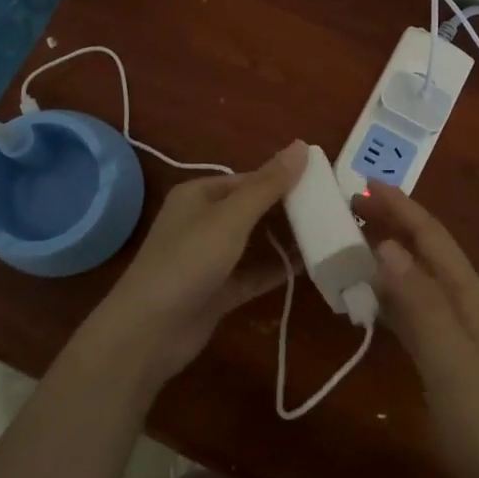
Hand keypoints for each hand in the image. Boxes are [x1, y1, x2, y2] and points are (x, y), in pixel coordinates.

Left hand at [88, 141, 307, 388]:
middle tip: (330, 209)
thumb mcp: (231, 217)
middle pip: (252, 209)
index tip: (321, 183)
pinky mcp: (217, 291)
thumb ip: (268, 184)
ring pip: (254, 242)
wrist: (147, 333)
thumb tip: (302, 144)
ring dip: (284, 240)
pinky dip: (276, 269)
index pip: (248, 179)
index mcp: (199, 194)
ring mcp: (209, 259)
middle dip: (287, 209)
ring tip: (326, 234)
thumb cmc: (188, 261)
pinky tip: (309, 267)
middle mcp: (202, 221)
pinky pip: (252, 273)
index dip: (283, 179)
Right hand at [362, 184, 478, 477]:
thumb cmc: (478, 414)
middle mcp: (461, 299)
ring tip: (349, 240)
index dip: (400, 207)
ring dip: (385, 254)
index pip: (430, 235)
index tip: (364, 184)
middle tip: (349, 206)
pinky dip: (384, 292)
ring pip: (413, 275)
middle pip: (422, 248)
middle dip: (390, 223)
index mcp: (467, 291)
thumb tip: (386, 245)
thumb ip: (418, 299)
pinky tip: (363, 296)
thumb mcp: (447, 354)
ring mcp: (451, 326)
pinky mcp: (439, 351)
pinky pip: (407, 306)